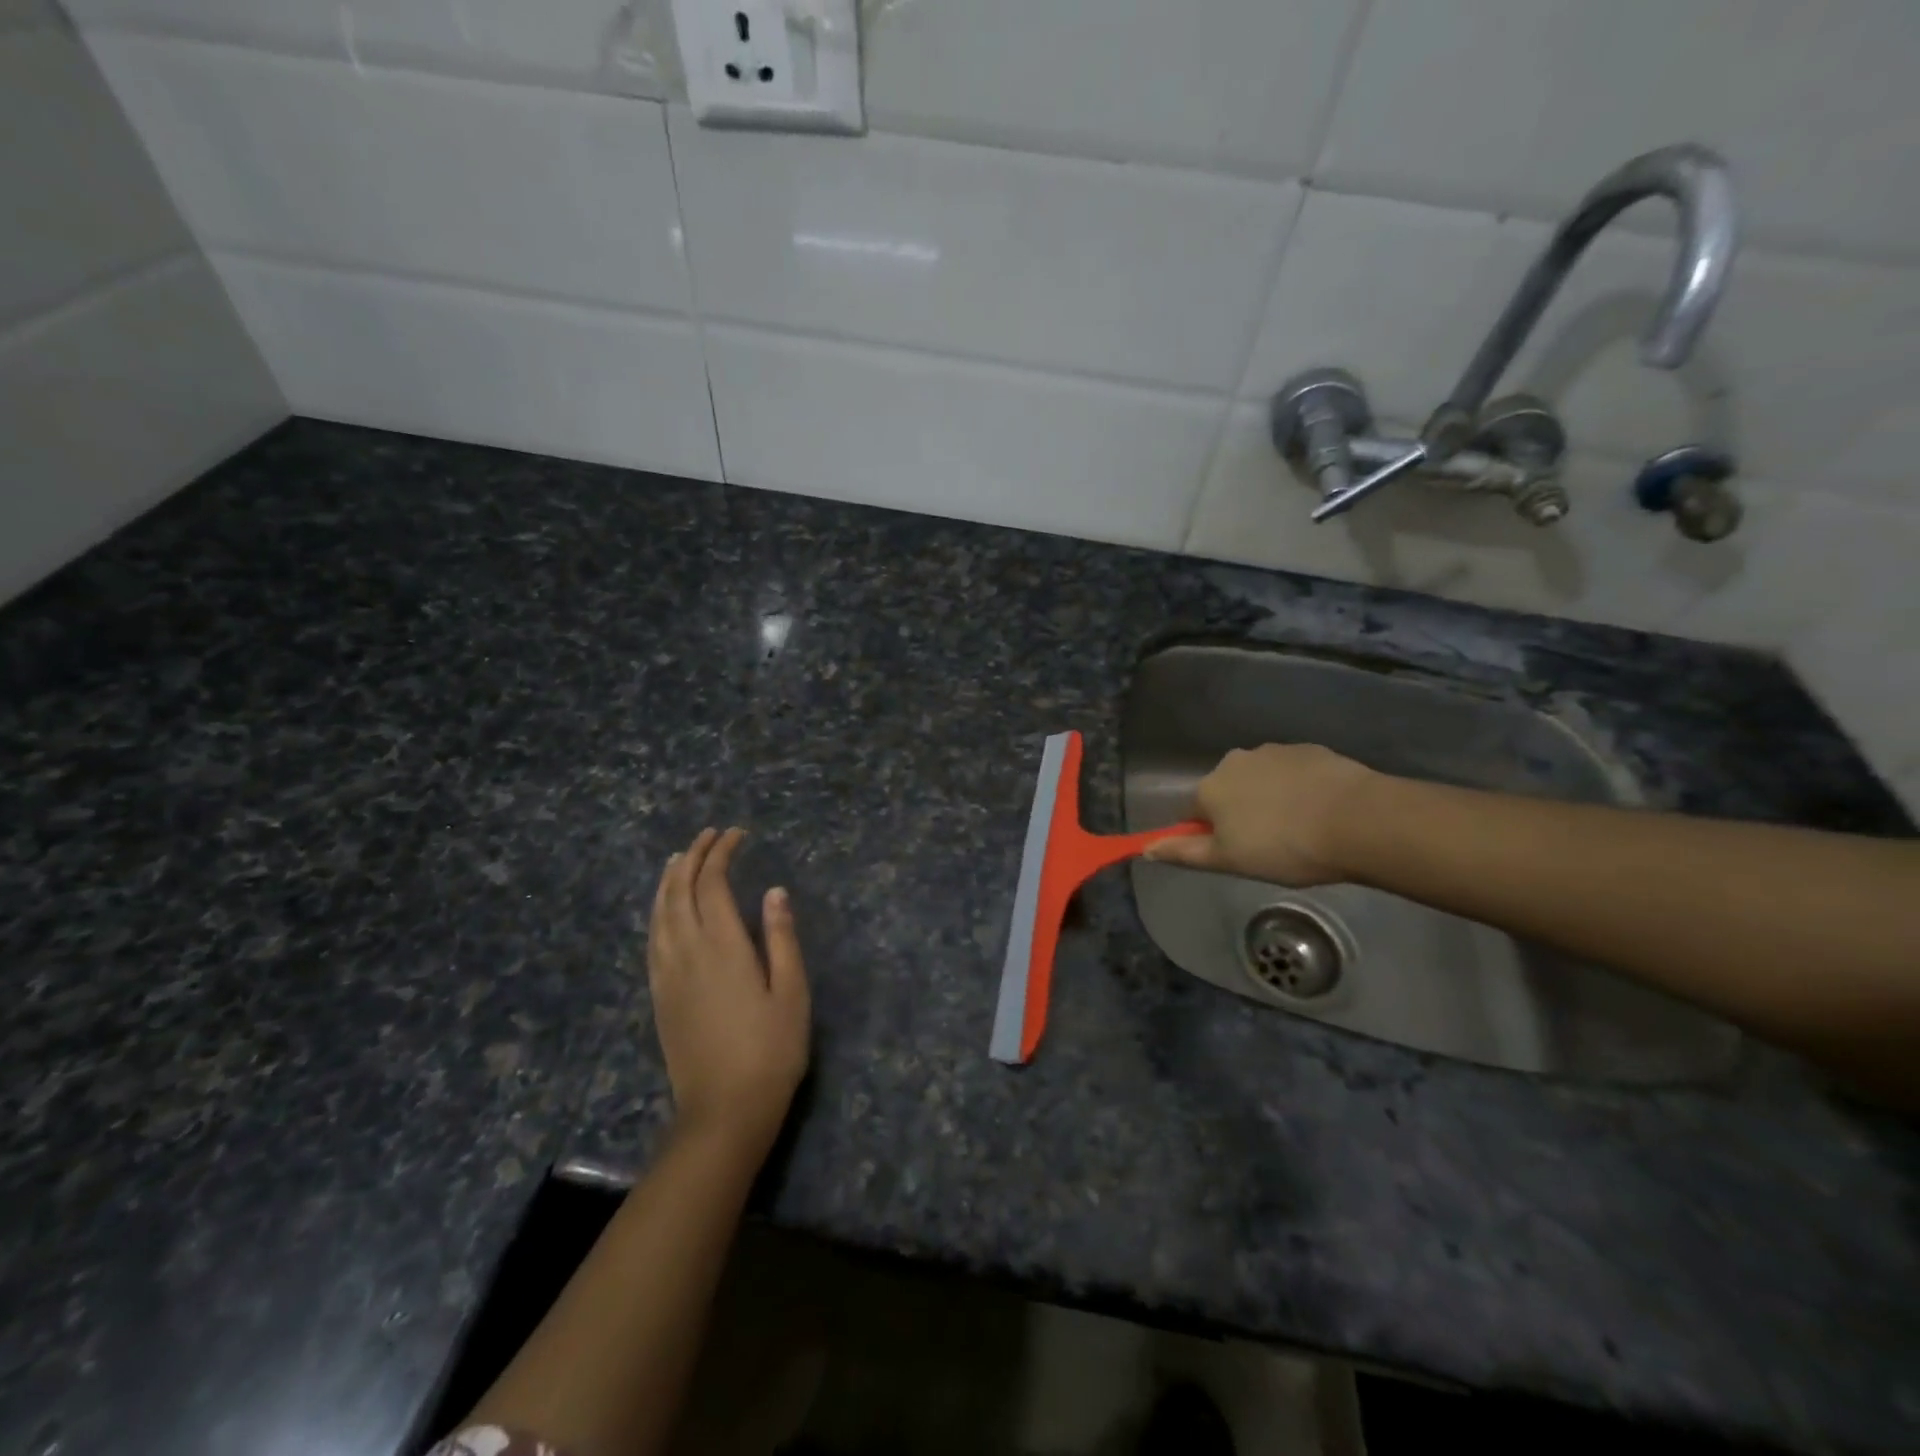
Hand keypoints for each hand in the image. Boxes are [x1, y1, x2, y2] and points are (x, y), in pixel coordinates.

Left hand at [648, 827, 810, 1156]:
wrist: (724, 1110)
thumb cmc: (771, 1050)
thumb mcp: (792, 992)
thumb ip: (782, 938)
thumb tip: (774, 891)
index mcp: (724, 947)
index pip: (713, 884)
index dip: (721, 853)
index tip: (737, 834)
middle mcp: (688, 952)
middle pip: (680, 891)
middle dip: (692, 856)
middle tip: (709, 835)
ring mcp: (667, 974)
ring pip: (659, 912)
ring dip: (668, 879)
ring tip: (679, 858)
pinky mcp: (658, 995)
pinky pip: (652, 938)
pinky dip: (657, 911)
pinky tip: (664, 908)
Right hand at [1145, 743, 1374, 886]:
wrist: (1357, 820)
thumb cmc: (1284, 847)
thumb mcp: (1229, 861)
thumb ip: (1184, 853)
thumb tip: (1145, 849)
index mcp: (1209, 788)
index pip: (1194, 812)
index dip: (1211, 835)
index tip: (1237, 854)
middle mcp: (1234, 761)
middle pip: (1227, 791)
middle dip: (1241, 812)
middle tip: (1269, 844)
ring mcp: (1273, 751)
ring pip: (1261, 780)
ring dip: (1270, 798)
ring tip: (1299, 828)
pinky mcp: (1310, 749)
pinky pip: (1293, 772)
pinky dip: (1299, 788)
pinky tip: (1320, 810)